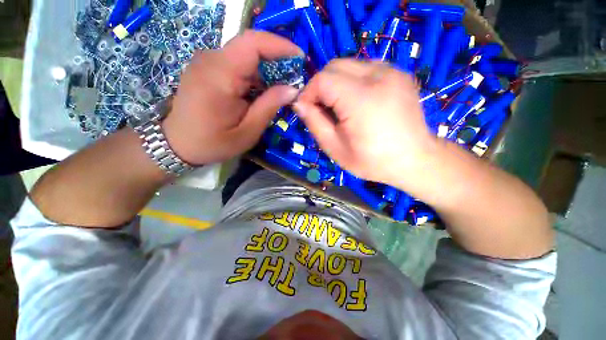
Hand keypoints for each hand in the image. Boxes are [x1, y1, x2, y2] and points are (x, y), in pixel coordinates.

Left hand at [163, 30, 302, 164]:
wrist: (177, 143)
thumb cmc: (213, 142)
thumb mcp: (247, 132)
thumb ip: (269, 107)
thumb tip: (292, 89)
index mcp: (220, 76)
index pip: (252, 43)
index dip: (280, 45)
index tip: (301, 58)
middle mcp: (211, 60)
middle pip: (251, 47)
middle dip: (277, 60)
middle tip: (294, 80)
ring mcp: (207, 62)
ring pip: (245, 55)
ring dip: (266, 70)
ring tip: (279, 91)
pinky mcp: (207, 67)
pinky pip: (237, 63)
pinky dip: (254, 74)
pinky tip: (260, 92)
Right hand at [293, 59, 441, 188]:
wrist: (414, 159)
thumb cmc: (372, 161)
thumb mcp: (336, 149)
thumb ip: (315, 123)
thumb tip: (299, 103)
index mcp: (361, 99)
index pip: (322, 79)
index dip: (308, 93)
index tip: (306, 110)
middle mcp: (378, 77)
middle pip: (335, 66)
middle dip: (321, 86)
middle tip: (322, 109)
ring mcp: (392, 72)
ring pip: (349, 64)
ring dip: (336, 83)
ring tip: (340, 107)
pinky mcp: (399, 74)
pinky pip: (365, 68)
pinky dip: (353, 81)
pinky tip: (358, 101)